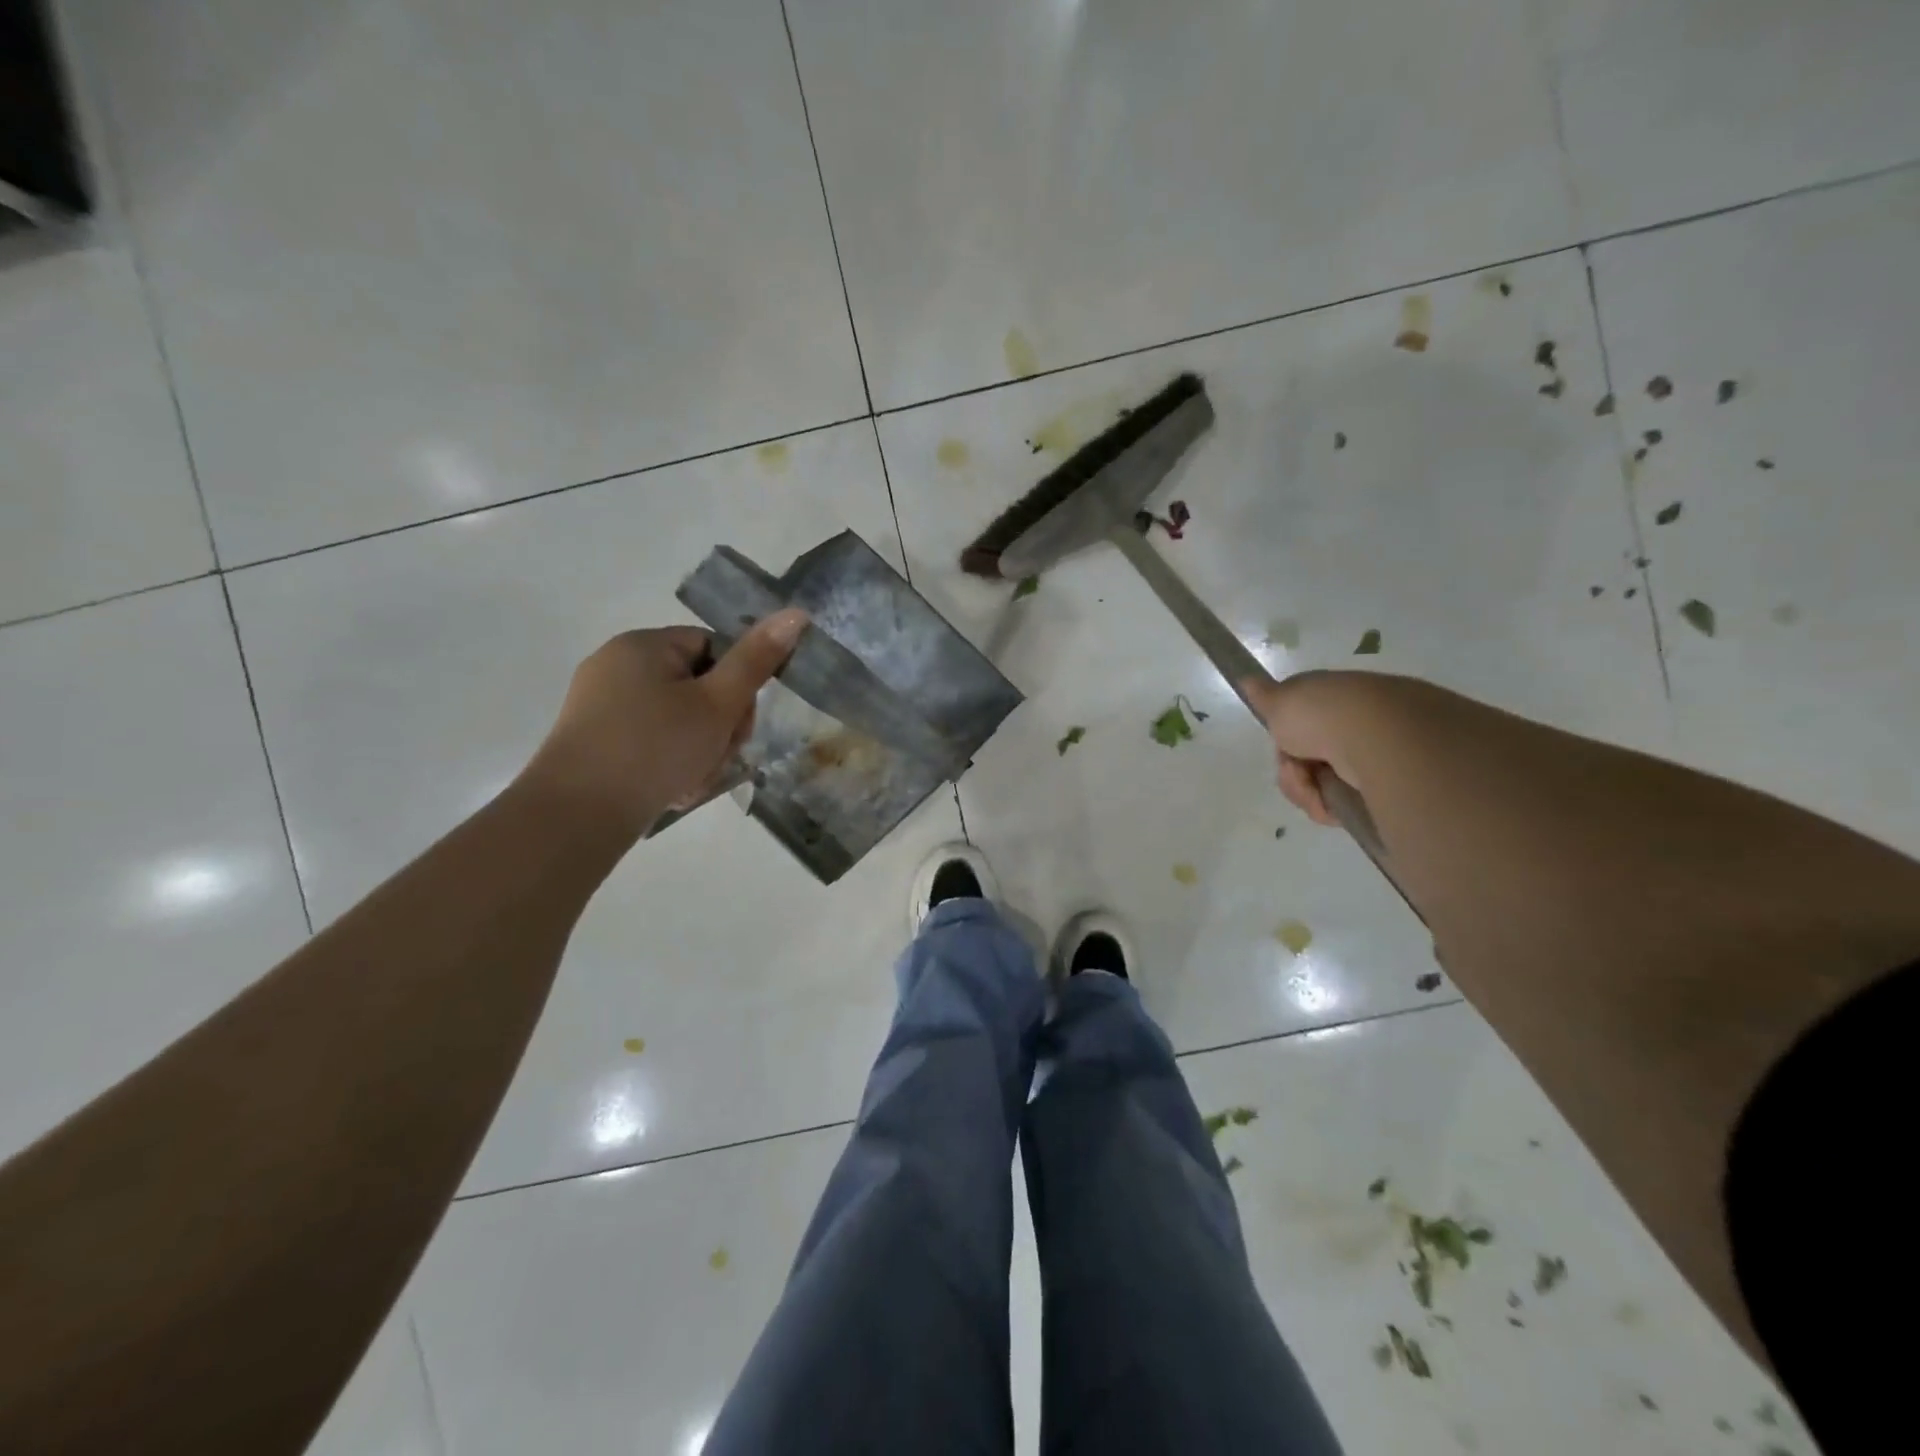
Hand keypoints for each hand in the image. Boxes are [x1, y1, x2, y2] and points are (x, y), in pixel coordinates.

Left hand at [525, 608, 808, 838]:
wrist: (577, 814)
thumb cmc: (655, 748)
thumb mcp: (718, 704)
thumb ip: (757, 660)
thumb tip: (796, 614)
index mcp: (644, 644)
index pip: (713, 647)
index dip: (737, 686)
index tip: (740, 724)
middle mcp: (616, 664)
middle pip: (695, 685)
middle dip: (719, 724)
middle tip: (720, 758)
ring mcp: (599, 703)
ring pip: (676, 718)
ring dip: (699, 748)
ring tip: (694, 781)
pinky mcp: (591, 739)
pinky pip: (648, 739)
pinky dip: (668, 761)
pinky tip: (673, 790)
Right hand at [1241, 669, 1411, 826]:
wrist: (1375, 739)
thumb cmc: (1323, 714)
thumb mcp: (1281, 700)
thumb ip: (1264, 695)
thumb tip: (1247, 680)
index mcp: (1336, 699)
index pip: (1302, 724)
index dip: (1285, 739)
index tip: (1282, 743)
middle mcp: (1357, 724)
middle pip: (1308, 758)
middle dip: (1292, 771)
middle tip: (1294, 771)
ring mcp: (1373, 755)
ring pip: (1322, 782)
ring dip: (1306, 791)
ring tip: (1313, 791)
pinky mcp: (1384, 787)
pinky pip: (1343, 803)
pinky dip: (1328, 807)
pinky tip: (1329, 806)